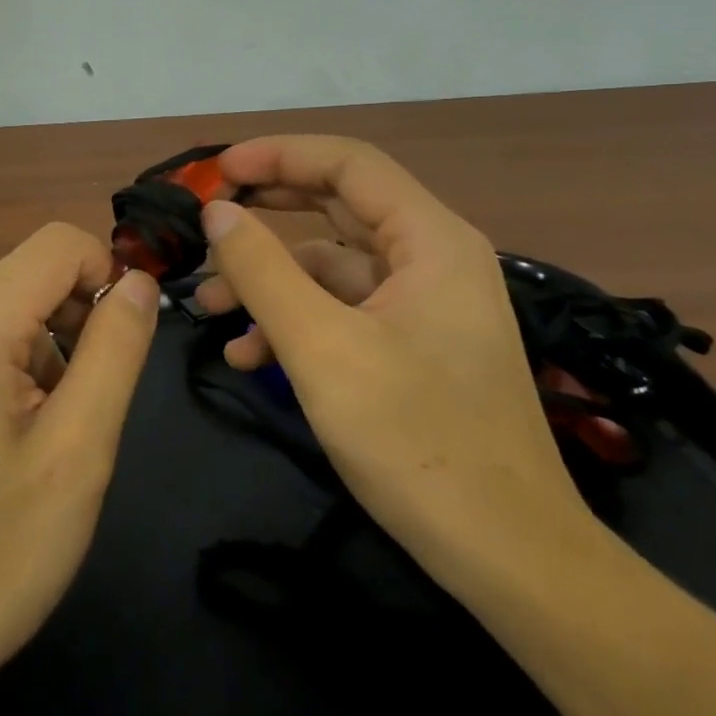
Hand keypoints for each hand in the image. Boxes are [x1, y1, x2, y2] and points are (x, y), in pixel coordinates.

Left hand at [0, 222, 159, 698]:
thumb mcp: (77, 452)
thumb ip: (116, 351)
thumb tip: (139, 283)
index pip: (59, 243)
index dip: (108, 275)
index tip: (124, 347)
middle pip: (30, 274)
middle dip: (78, 317)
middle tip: (89, 404)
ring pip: (6, 310)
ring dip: (48, 349)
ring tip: (50, 436)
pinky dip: (13, 369)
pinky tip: (10, 445)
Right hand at [194, 136, 595, 591]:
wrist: (508, 560)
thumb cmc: (416, 440)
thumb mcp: (322, 348)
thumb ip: (262, 270)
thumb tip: (218, 211)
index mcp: (429, 240)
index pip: (348, 163)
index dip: (278, 155)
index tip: (217, 172)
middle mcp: (432, 259)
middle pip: (337, 206)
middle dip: (267, 210)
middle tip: (207, 217)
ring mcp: (423, 306)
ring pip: (331, 265)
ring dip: (270, 278)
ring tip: (208, 305)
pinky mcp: (411, 346)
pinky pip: (342, 310)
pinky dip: (294, 320)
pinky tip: (246, 354)